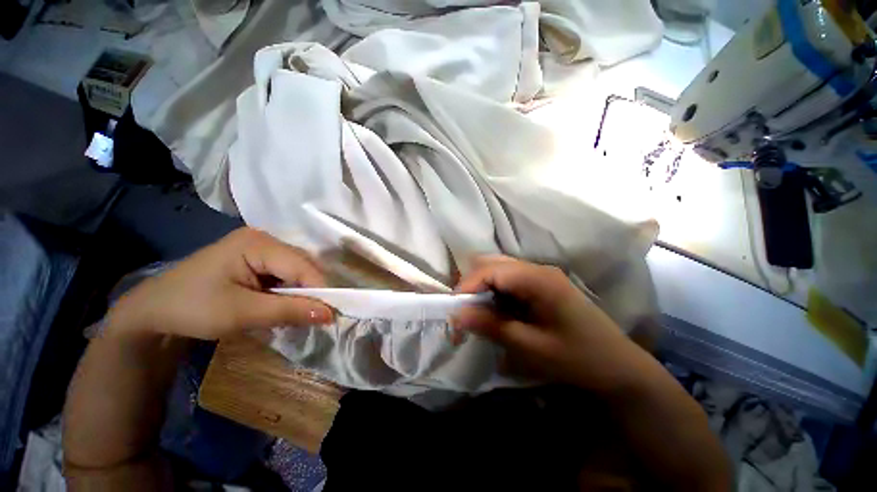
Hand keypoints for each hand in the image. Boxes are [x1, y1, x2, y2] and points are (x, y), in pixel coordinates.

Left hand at [106, 228, 334, 339]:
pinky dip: (289, 292)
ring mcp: (260, 248)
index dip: (319, 290)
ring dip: (301, 293)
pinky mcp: (256, 260)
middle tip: (317, 318)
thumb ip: (289, 311)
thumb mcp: (242, 313)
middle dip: (311, 292)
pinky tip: (284, 305)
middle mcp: (264, 239)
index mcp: (258, 243)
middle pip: (302, 265)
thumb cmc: (192, 308)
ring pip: (296, 271)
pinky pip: (284, 274)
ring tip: (301, 314)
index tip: (331, 315)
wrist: (152, 312)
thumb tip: (331, 314)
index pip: (302, 265)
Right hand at [453, 256, 646, 392]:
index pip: (490, 270)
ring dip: (482, 289)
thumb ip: (491, 326)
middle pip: (492, 264)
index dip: (467, 286)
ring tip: (476, 314)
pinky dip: (495, 293)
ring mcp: (540, 275)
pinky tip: (496, 312)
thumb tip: (456, 315)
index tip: (453, 311)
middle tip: (463, 312)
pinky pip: (508, 281)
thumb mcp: (531, 347)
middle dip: (472, 285)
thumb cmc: (578, 358)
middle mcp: (538, 269)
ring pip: (499, 270)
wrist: (620, 368)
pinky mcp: (541, 285)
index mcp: (538, 279)